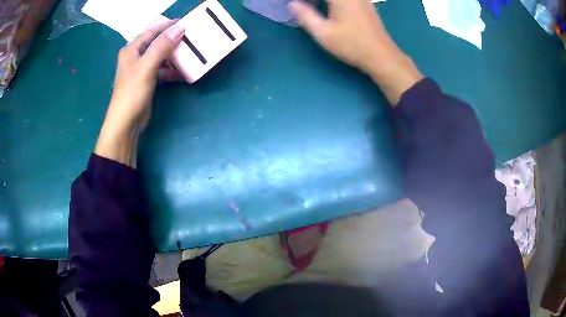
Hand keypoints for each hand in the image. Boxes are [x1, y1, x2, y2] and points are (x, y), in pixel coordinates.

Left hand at [95, 20, 184, 167]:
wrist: (126, 123)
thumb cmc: (132, 93)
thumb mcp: (147, 66)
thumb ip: (161, 46)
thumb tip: (179, 29)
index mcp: (131, 50)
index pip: (152, 32)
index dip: (168, 26)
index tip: (186, 23)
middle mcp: (135, 57)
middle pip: (156, 43)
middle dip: (172, 40)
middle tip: (190, 38)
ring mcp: (141, 69)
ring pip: (160, 56)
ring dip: (173, 56)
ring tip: (189, 53)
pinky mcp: (146, 81)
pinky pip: (160, 70)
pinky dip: (170, 70)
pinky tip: (181, 72)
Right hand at [288, 0, 422, 104]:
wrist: (381, 55)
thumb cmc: (352, 45)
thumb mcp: (323, 33)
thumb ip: (306, 16)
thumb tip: (292, 4)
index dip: (304, 1)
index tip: (295, 5)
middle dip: (314, 1)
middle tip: (303, 7)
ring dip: (324, 1)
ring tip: (313, 6)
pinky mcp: (366, 3)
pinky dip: (334, 2)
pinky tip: (329, 6)